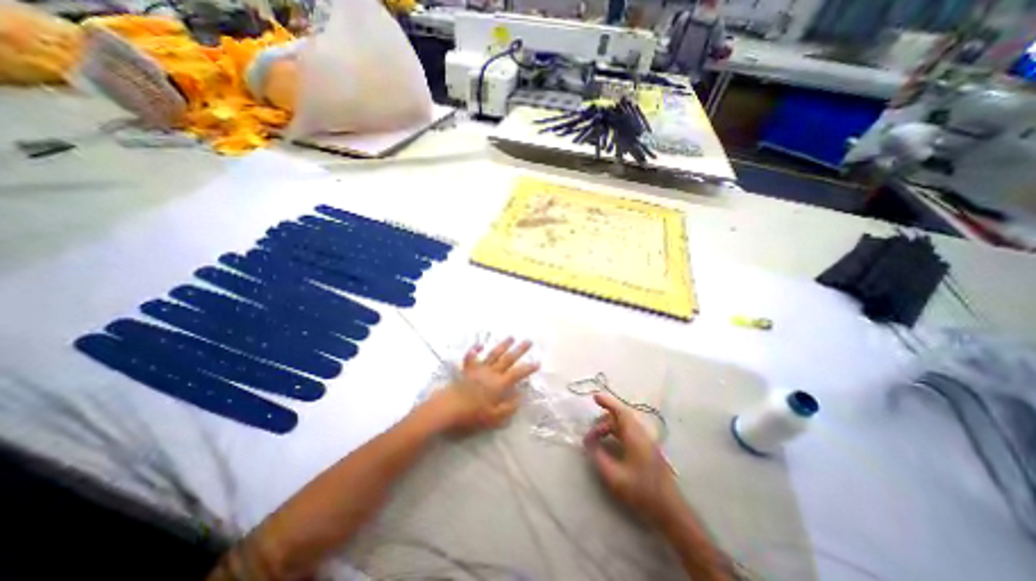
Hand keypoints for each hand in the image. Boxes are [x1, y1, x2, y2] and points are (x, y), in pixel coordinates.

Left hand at [422, 338, 537, 432]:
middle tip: (529, 341)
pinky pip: (472, 357)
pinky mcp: (467, 370)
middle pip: (508, 358)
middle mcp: (491, 373)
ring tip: (511, 337)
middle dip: (520, 350)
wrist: (448, 408)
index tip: (538, 362)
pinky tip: (479, 345)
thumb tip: (520, 396)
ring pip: (494, 354)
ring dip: (503, 345)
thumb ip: (509, 407)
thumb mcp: (494, 417)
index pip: (518, 373)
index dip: (529, 368)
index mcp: (499, 384)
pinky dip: (475, 350)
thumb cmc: (472, 414)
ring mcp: (479, 369)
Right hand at [582, 394, 680, 526]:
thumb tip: (589, 443)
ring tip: (597, 438)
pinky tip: (610, 443)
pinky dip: (617, 432)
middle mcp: (641, 435)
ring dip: (610, 427)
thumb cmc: (641, 492)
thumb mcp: (614, 477)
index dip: (607, 402)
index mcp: (635, 437)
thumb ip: (598, 457)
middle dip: (603, 421)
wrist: (670, 511)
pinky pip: (629, 433)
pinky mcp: (648, 451)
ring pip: (625, 425)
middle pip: (621, 418)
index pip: (620, 412)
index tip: (594, 397)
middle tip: (590, 434)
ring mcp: (646, 442)